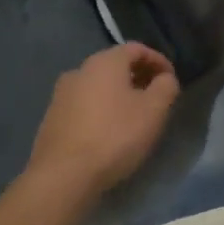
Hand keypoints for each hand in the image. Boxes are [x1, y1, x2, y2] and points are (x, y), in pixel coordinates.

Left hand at [25, 43, 179, 200]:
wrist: (63, 175)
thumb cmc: (114, 136)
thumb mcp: (154, 111)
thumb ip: (166, 87)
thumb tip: (165, 79)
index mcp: (105, 62)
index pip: (136, 48)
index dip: (158, 61)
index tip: (171, 80)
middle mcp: (80, 70)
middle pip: (115, 65)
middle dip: (138, 77)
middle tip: (155, 97)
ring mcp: (61, 94)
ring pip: (98, 85)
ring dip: (119, 94)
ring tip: (134, 116)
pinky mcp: (52, 118)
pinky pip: (84, 104)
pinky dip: (101, 109)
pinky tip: (109, 131)